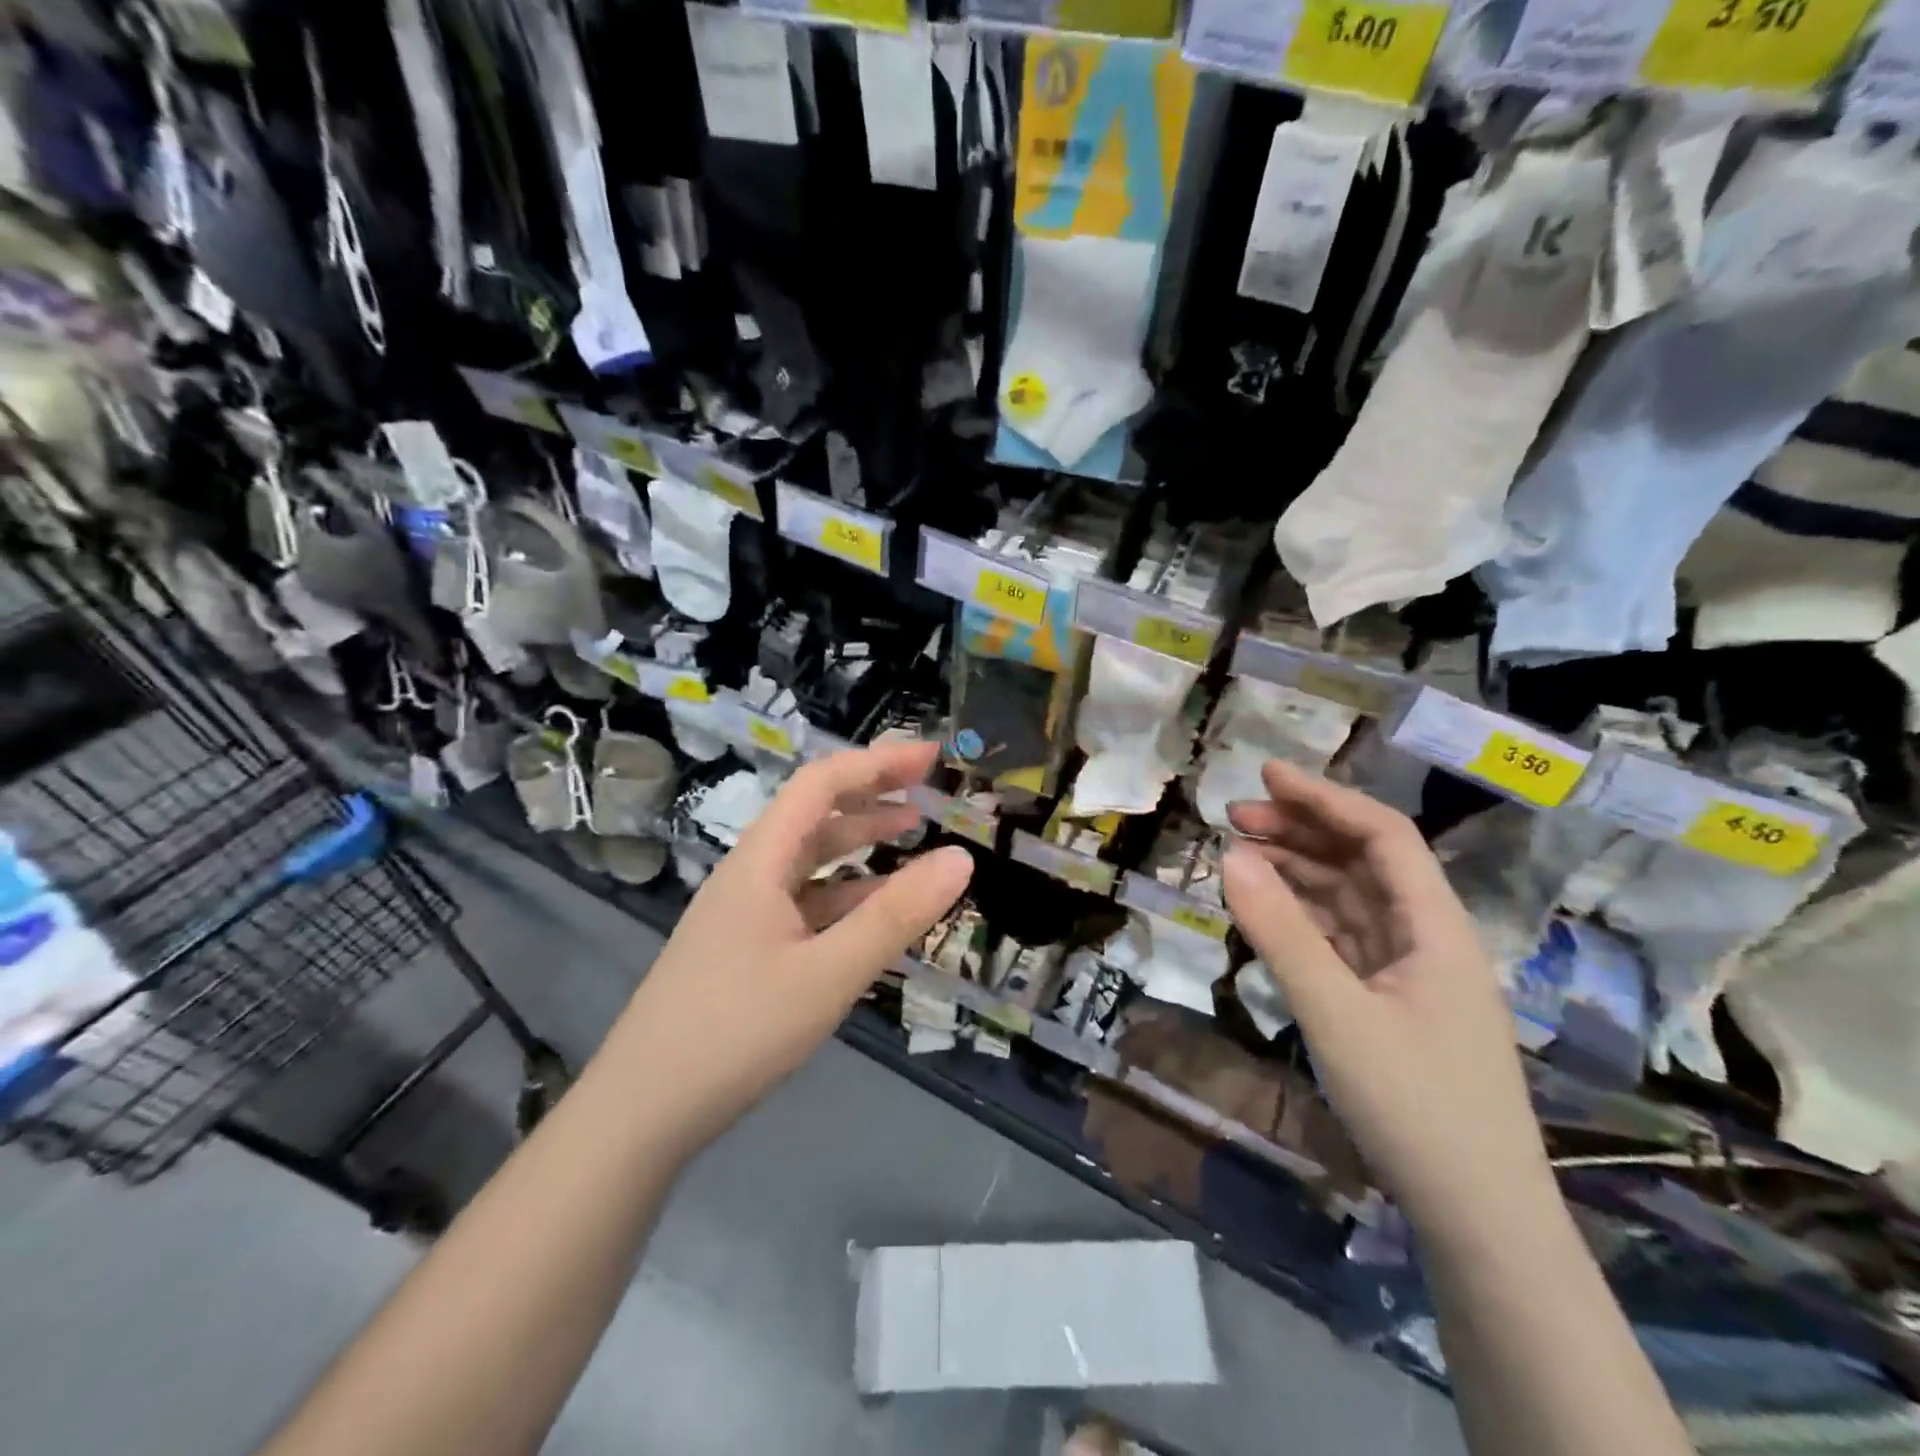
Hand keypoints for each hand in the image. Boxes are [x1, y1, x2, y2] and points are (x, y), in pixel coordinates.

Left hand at [609, 741, 972, 1151]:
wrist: (641, 1112)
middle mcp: (750, 874)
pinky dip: (845, 893)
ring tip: (910, 833)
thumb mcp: (828, 974)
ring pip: (810, 859)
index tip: (931, 757)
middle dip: (872, 793)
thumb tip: (961, 857)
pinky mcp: (746, 948)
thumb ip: (895, 916)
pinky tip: (873, 909)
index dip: (878, 762)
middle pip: (815, 814)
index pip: (822, 784)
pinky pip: (805, 902)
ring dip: (859, 841)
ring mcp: (745, 912)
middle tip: (928, 789)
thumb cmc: (735, 1031)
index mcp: (761, 860)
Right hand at [1221, 760, 1554, 1241]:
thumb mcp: (1336, 1013)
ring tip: (1240, 856)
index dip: (1326, 798)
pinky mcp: (1391, 1004)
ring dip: (1298, 872)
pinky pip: (1342, 940)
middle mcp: (1428, 938)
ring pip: (1350, 900)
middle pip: (1364, 862)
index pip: (1383, 836)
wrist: (1479, 1220)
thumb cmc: (1416, 1106)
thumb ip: (1281, 933)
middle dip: (1302, 831)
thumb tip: (1228, 857)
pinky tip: (1267, 912)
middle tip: (1234, 818)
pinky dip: (1302, 918)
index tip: (1266, 776)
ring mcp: (1410, 973)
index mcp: (1437, 928)